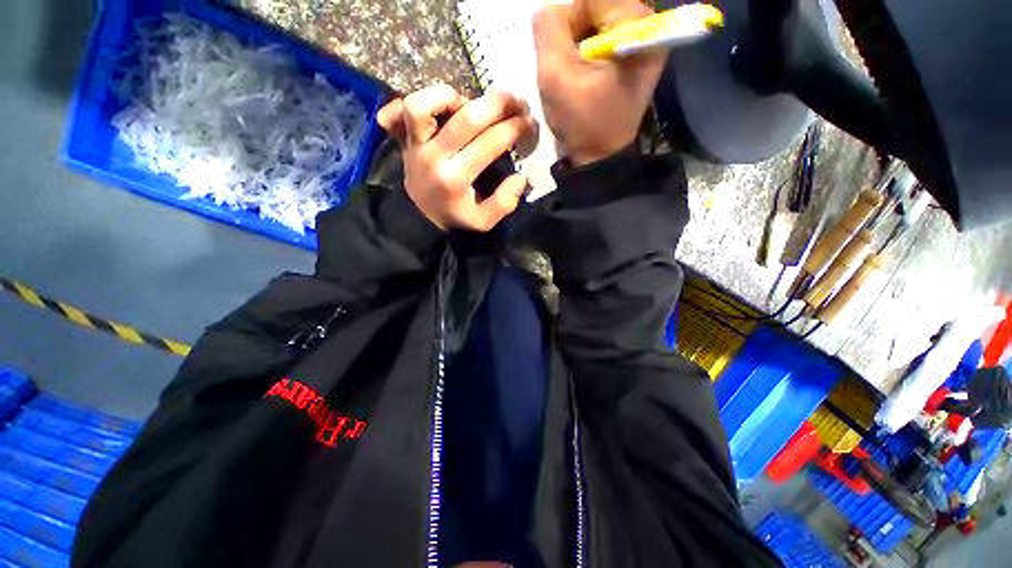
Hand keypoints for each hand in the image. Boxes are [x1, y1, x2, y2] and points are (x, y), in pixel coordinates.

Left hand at [376, 85, 536, 231]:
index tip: (529, 123)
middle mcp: (433, 157)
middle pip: (465, 119)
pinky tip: (443, 104)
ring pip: (422, 105)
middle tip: (516, 101)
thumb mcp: (483, 221)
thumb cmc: (455, 217)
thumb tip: (520, 177)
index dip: (513, 129)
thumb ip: (504, 203)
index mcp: (455, 180)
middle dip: (497, 105)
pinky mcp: (404, 139)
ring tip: (472, 103)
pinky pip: (400, 110)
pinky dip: (421, 100)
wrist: (420, 218)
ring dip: (452, 97)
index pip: (488, 144)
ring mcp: (415, 145)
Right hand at [533, 0, 667, 165]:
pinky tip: (582, 77)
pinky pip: (604, 39)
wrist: (600, 157)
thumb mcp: (557, 76)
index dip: (568, 21)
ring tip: (573, 75)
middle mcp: (647, 27)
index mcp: (636, 25)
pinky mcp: (635, 58)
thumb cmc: (582, 121)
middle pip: (598, 6)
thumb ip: (548, 31)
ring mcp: (643, 43)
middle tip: (565, 67)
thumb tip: (548, 12)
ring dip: (578, 45)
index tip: (559, 55)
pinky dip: (586, 53)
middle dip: (573, 34)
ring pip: (599, 23)